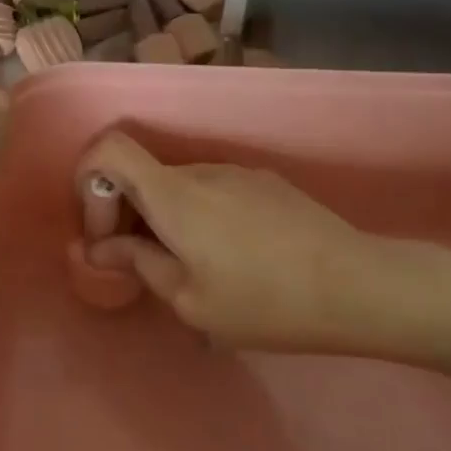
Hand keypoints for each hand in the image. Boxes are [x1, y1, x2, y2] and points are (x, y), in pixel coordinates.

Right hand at [76, 131, 450, 359]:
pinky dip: (201, 217)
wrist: (359, 285)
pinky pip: (213, 191)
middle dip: (128, 214)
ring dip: (167, 219)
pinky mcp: (265, 183)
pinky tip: (236, 261)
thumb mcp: (191, 301)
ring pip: (179, 186)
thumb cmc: (265, 301)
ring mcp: (236, 173)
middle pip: (142, 174)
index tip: (105, 232)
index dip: (90, 181)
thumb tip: (102, 249)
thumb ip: (140, 265)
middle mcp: (199, 170)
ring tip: (197, 272)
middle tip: (144, 266)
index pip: (109, 149)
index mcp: (173, 194)